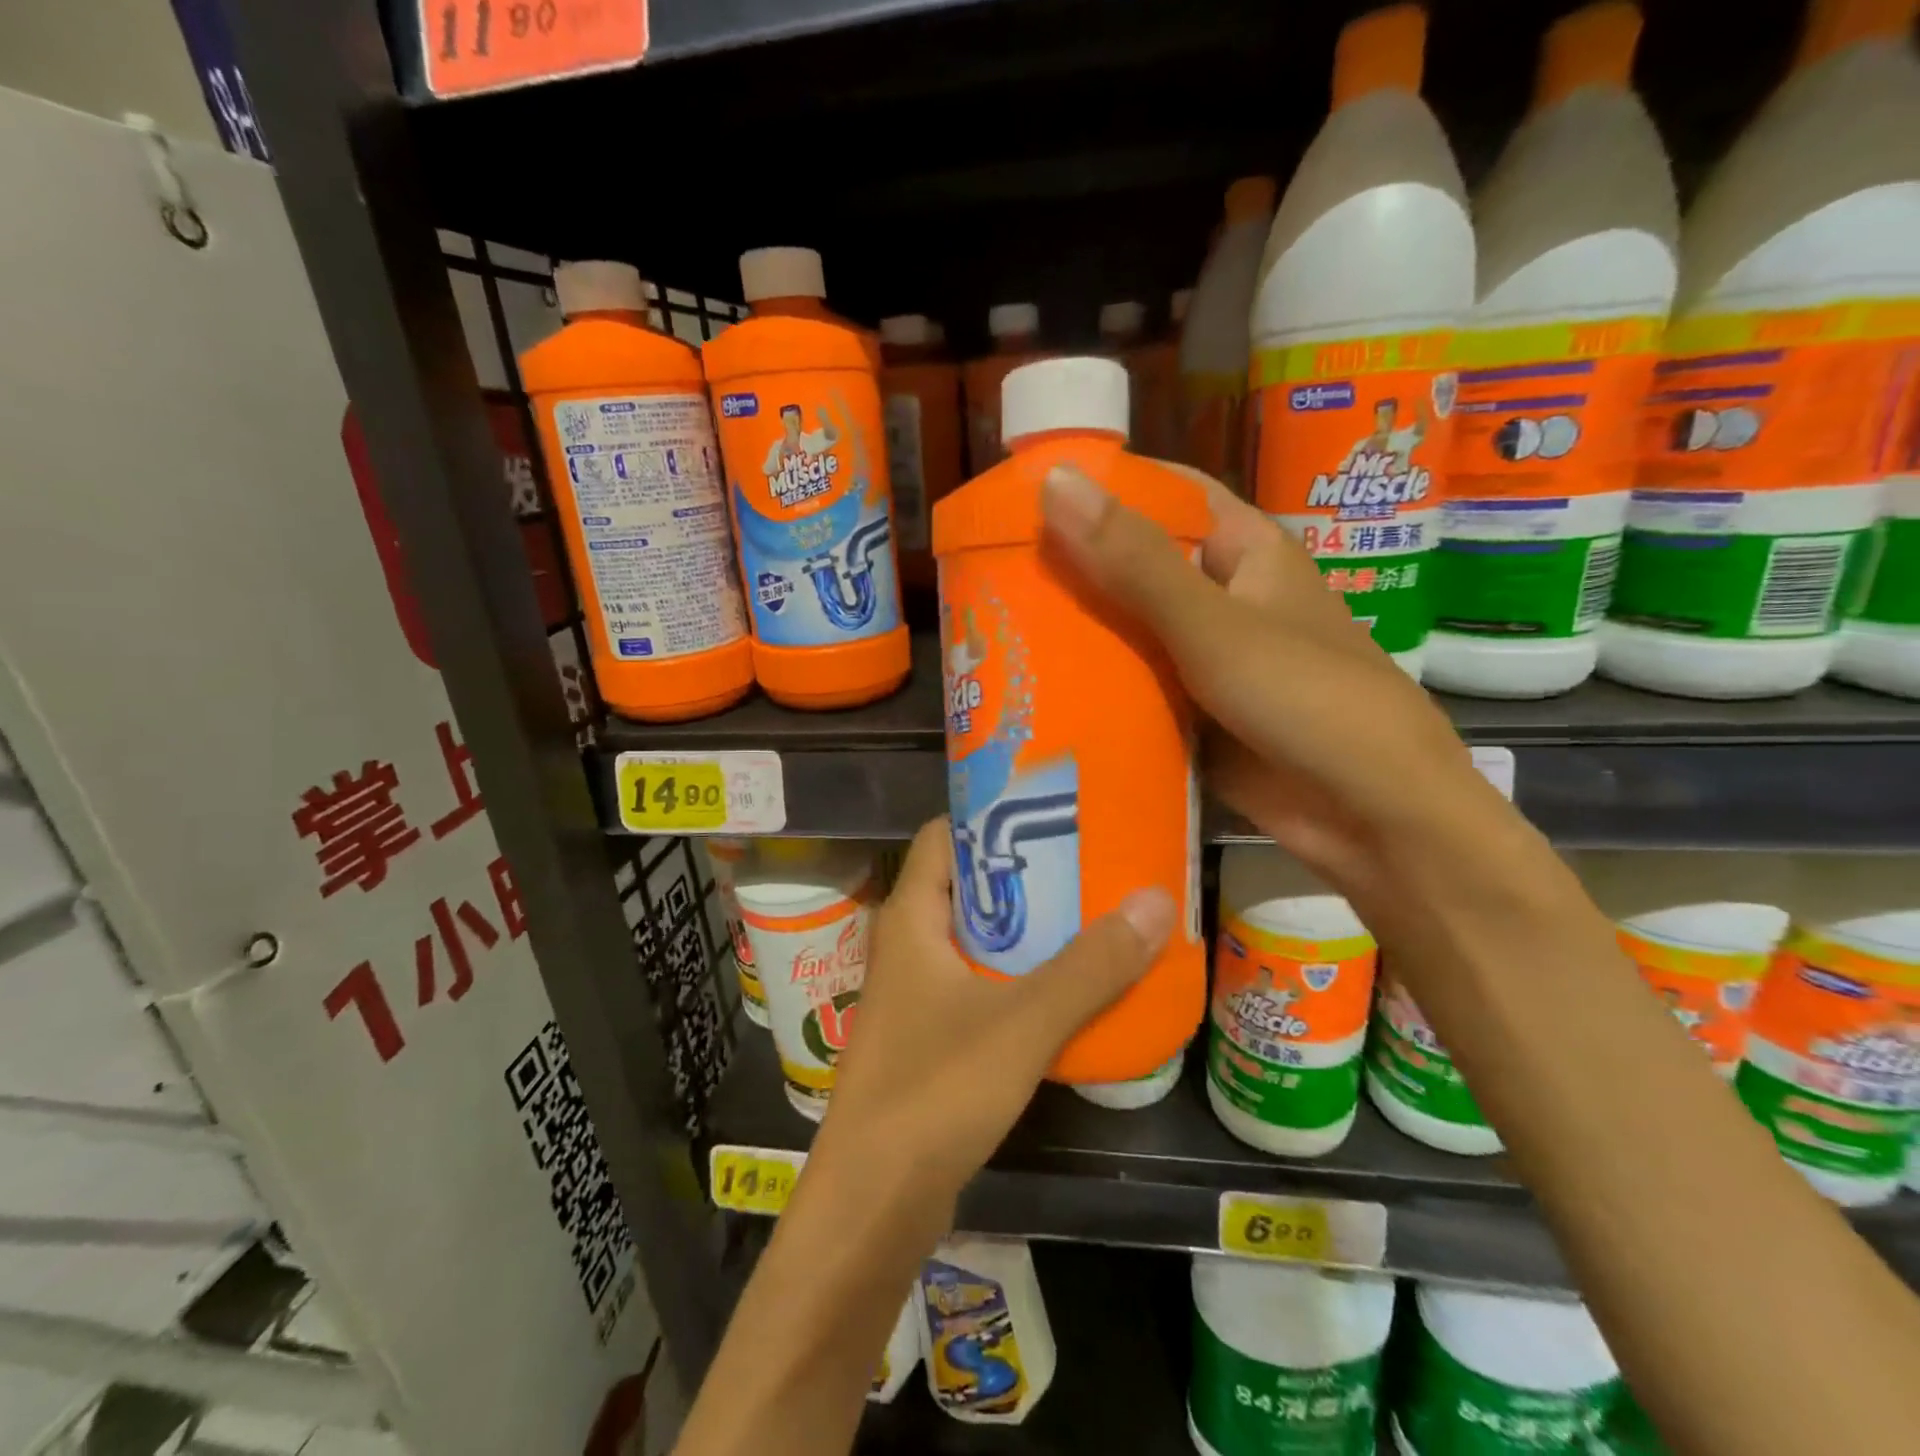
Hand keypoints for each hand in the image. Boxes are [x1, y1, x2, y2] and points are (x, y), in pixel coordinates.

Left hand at [813, 819, 1174, 1211]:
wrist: (874, 1202)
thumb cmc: (936, 1090)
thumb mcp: (1024, 1021)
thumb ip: (1090, 965)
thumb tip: (1155, 899)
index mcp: (911, 917)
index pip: (943, 836)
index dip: (990, 815)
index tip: (1050, 808)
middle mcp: (908, 945)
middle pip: (968, 885)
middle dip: (1026, 874)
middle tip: (1091, 861)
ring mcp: (917, 994)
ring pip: (977, 939)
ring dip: (1029, 929)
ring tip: (1093, 914)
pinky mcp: (931, 1037)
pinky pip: (981, 985)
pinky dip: (1021, 976)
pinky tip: (1070, 987)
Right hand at [1039, 463, 1508, 912]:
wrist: (1372, 817)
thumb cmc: (1307, 699)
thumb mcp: (1213, 625)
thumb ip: (1134, 561)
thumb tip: (1055, 481)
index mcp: (1242, 552)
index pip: (1165, 493)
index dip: (1103, 484)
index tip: (1024, 490)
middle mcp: (1220, 599)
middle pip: (1135, 567)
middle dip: (1070, 568)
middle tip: (987, 571)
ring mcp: (1204, 661)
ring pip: (1127, 633)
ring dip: (1075, 634)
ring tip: (992, 629)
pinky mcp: (1191, 716)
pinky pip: (1132, 691)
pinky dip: (1093, 691)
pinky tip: (1034, 693)